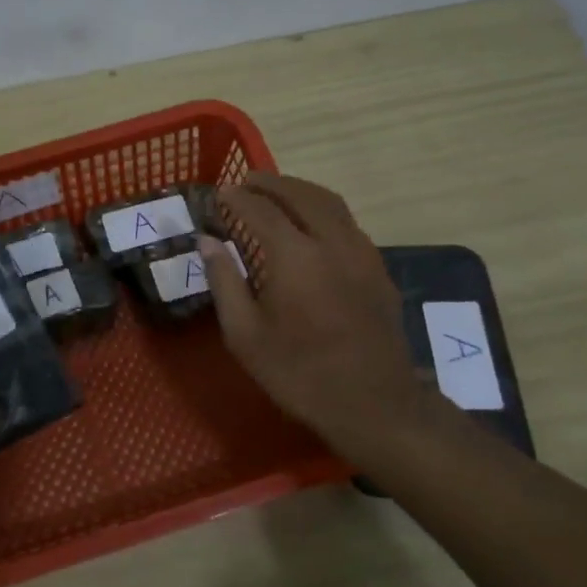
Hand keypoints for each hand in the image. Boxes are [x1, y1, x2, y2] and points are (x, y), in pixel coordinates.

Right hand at [198, 175, 437, 463]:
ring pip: (331, 203)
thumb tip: (208, 242)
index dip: (237, 198)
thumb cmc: (299, 374)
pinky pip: (348, 224)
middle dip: (271, 183)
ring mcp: (362, 253)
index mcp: (294, 257)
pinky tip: (311, 228)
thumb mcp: (245, 336)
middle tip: (247, 182)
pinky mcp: (379, 269)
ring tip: (277, 194)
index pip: (260, 210)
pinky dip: (323, 211)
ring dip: (300, 191)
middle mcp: (332, 242)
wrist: (374, 403)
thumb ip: (224, 282)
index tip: (219, 193)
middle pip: (301, 194)